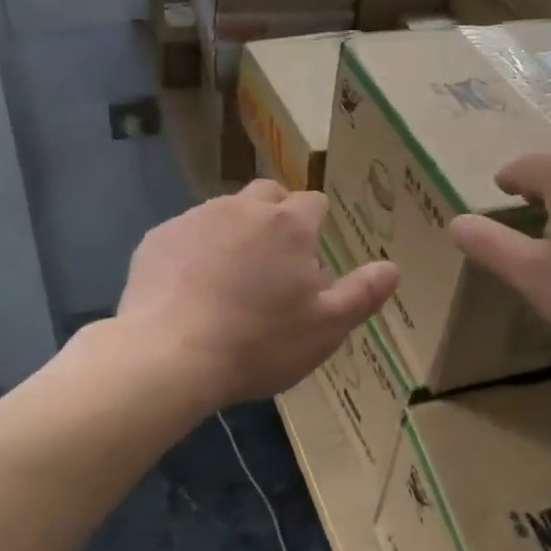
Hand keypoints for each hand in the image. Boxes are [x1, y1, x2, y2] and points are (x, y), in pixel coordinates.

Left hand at [118, 180, 398, 412]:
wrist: (169, 356)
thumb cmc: (259, 343)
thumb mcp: (326, 327)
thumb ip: (362, 293)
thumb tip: (392, 267)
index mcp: (289, 225)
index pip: (314, 202)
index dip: (317, 224)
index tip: (310, 257)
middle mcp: (242, 208)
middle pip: (268, 195)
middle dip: (277, 215)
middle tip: (274, 260)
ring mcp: (195, 218)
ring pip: (224, 211)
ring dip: (234, 231)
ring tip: (230, 277)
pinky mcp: (157, 238)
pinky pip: (186, 233)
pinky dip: (194, 250)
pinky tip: (189, 288)